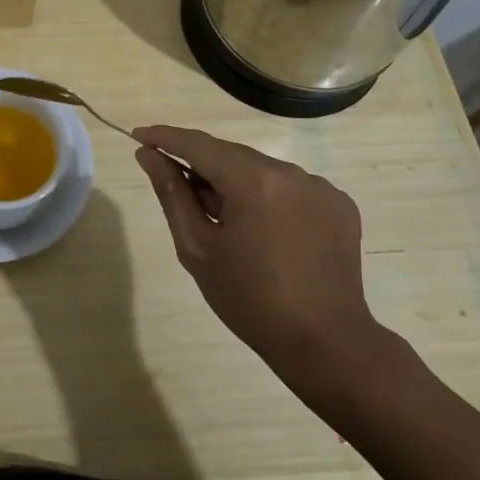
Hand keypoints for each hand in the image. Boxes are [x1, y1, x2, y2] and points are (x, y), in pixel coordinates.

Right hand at [132, 124, 390, 399]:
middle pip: (231, 154)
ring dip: (236, 181)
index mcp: (253, 181)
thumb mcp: (198, 248)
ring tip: (224, 220)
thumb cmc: (250, 300)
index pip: (199, 145)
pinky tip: (263, 229)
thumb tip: (149, 155)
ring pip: (261, 169)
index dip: (166, 138)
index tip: (139, 136)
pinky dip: (268, 196)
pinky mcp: (339, 203)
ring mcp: (319, 186)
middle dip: (201, 165)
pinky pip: (290, 187)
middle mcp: (289, 172)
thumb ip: (172, 194)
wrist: (325, 344)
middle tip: (178, 188)